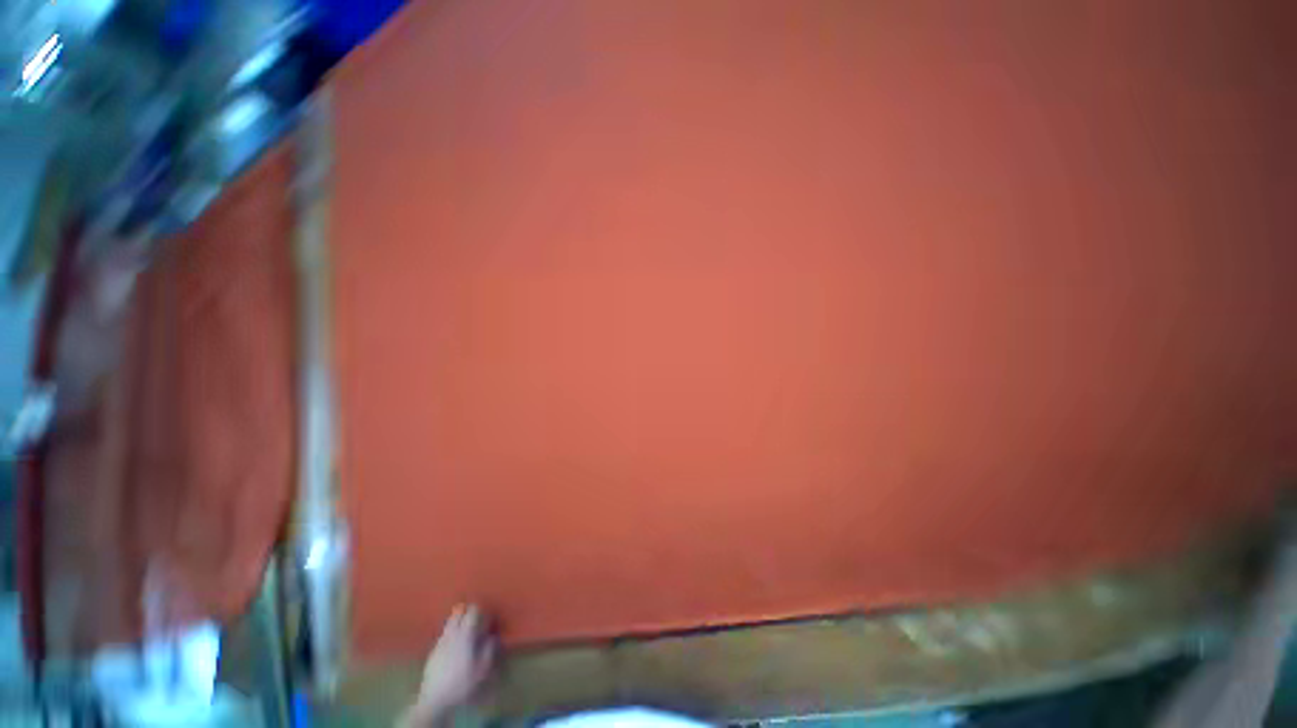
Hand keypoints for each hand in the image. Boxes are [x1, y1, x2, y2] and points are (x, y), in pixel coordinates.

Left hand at [415, 605, 496, 713]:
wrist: (434, 699)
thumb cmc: (461, 683)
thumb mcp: (481, 669)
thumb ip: (488, 649)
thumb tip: (492, 636)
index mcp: (465, 635)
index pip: (471, 612)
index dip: (479, 608)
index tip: (485, 610)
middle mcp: (451, 634)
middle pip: (457, 613)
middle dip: (465, 610)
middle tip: (474, 614)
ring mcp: (440, 642)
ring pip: (449, 623)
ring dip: (457, 619)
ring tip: (464, 626)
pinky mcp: (433, 651)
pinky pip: (443, 634)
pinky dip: (450, 631)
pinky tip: (453, 642)